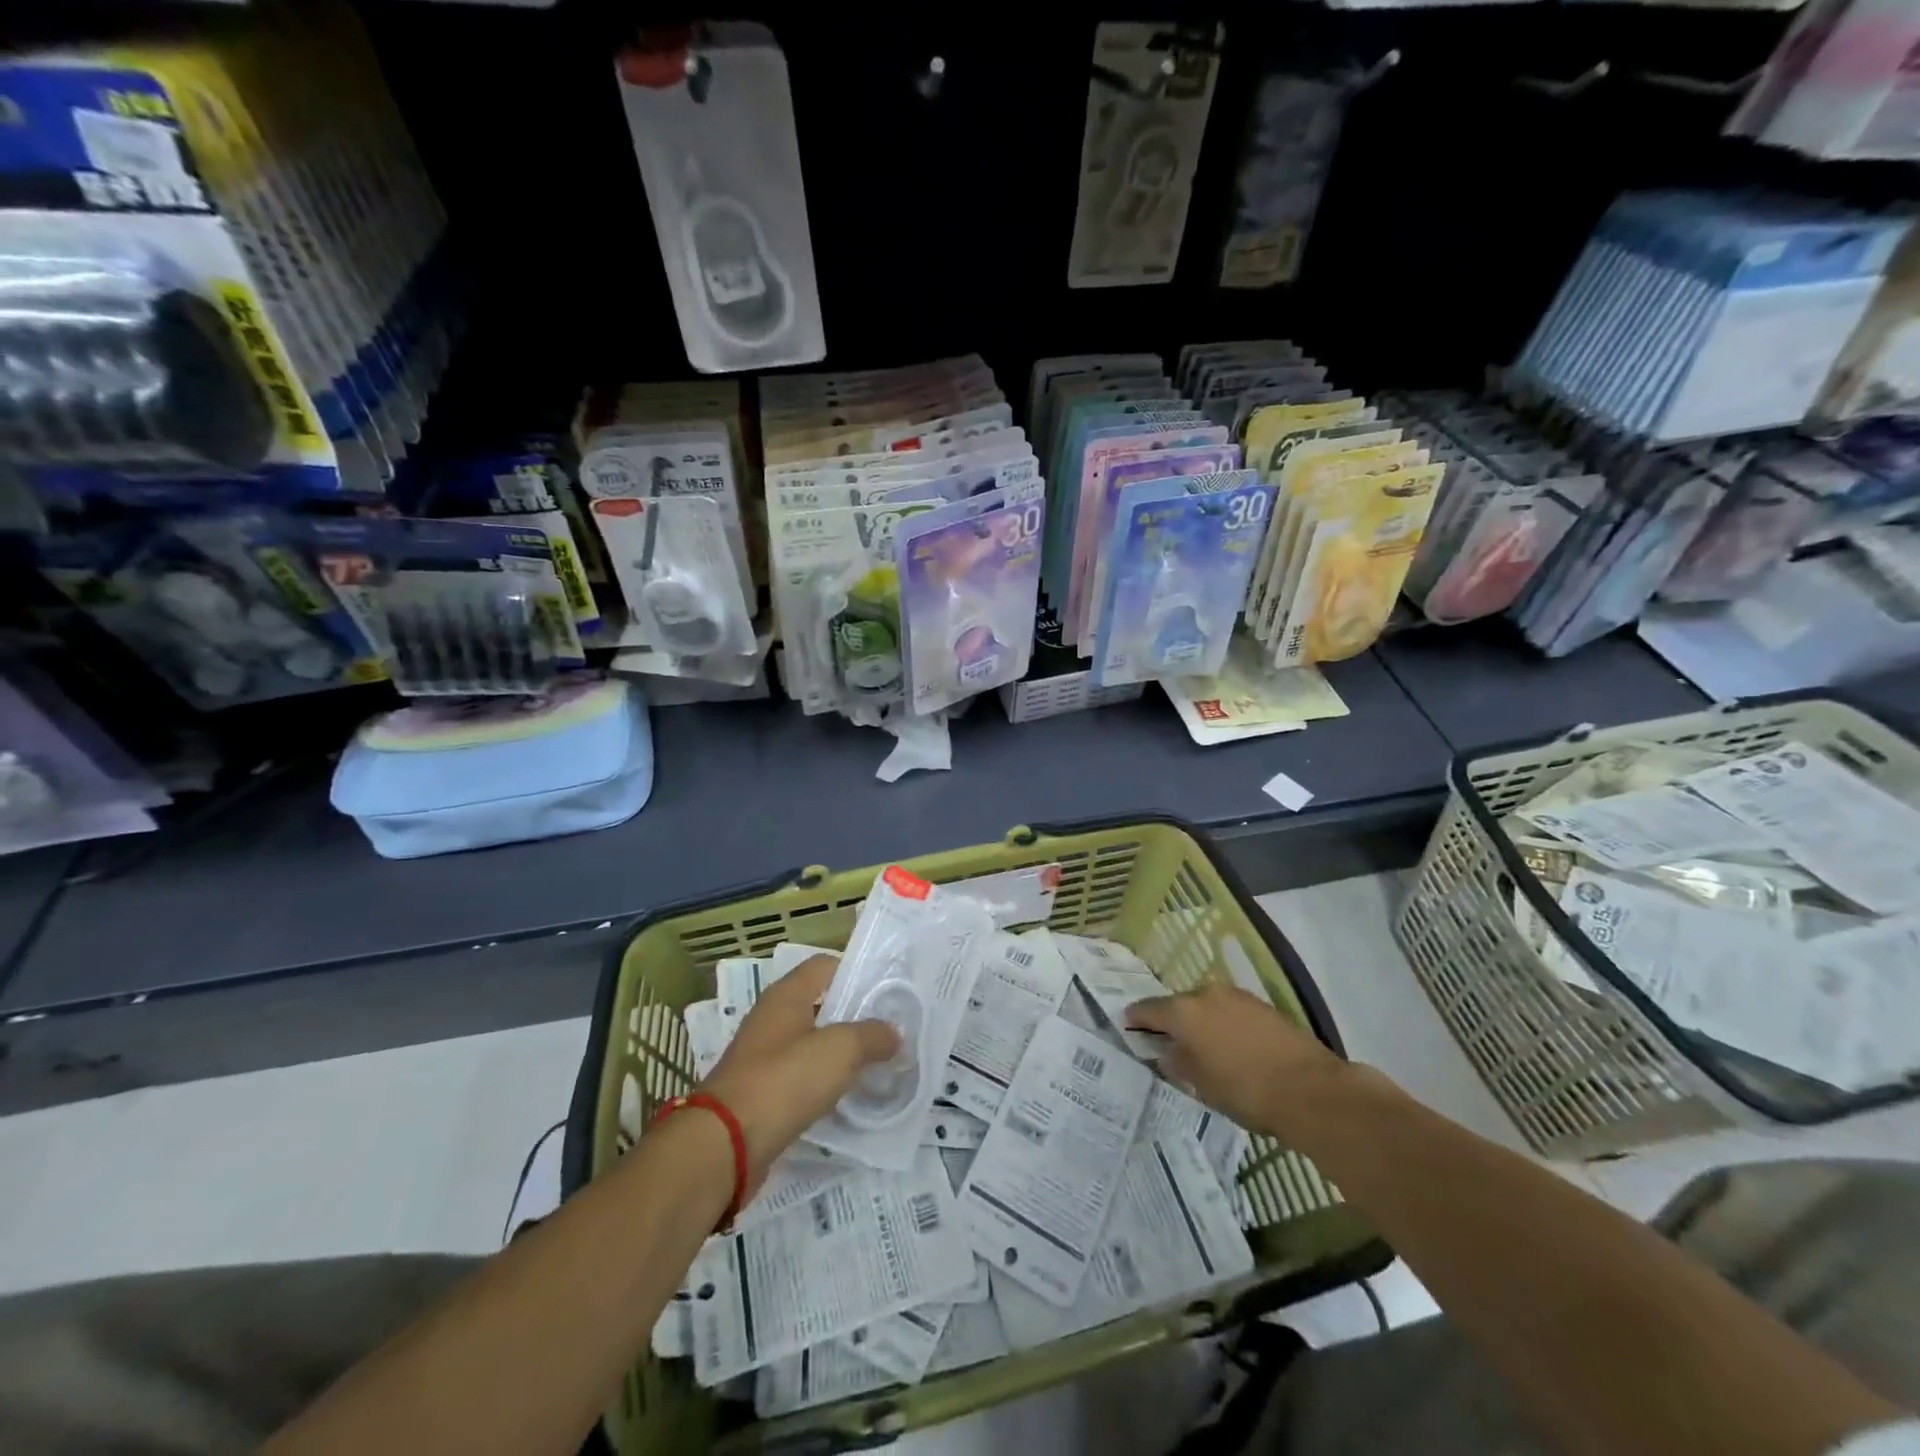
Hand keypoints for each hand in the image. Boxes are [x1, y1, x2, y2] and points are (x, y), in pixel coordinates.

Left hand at [697, 955, 897, 1191]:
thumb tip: (893, 1033)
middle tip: (890, 1031)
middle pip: (820, 1006)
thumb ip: (872, 1035)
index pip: (826, 966)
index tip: (888, 991)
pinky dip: (823, 1085)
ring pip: (812, 1045)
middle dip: (854, 1017)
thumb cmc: (784, 1080)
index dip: (857, 973)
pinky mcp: (760, 1095)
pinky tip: (847, 1099)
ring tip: (877, 1066)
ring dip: (841, 1054)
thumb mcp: (840, 1049)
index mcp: (786, 995)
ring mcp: (763, 1058)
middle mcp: (772, 1019)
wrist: (724, 1146)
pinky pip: (800, 1080)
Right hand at [1127, 981, 1343, 1138]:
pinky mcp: (1264, 1006)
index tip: (1129, 1026)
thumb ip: (1178, 1063)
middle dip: (1172, 1020)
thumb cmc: (1246, 1092)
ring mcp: (1238, 996)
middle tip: (1168, 1041)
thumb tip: (1168, 1051)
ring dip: (1201, 1021)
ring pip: (1208, 1006)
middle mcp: (1207, 994)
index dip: (1136, 1019)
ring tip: (1202, 1045)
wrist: (1312, 1091)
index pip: (1148, 1009)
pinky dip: (1225, 1023)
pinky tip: (1231, 1045)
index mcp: (1184, 1011)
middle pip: (1179, 1004)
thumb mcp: (1202, 1086)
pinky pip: (1232, 1011)